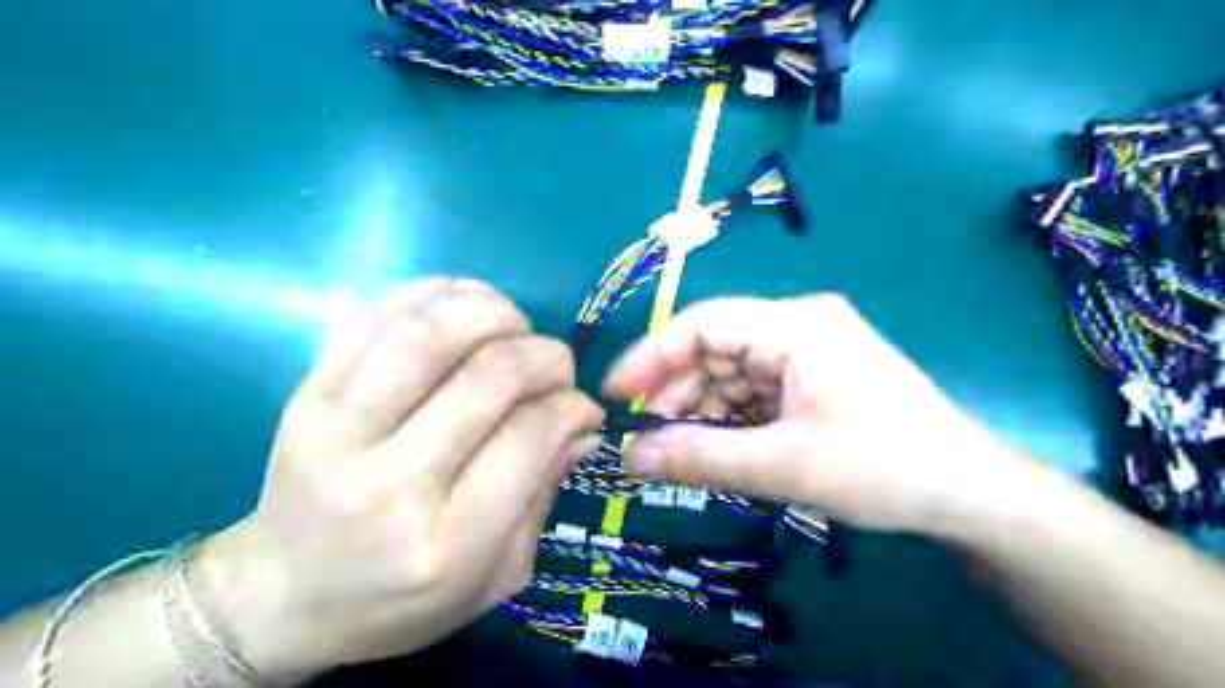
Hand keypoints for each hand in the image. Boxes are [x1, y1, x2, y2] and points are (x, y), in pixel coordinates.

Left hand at [196, 278, 605, 680]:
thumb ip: (544, 495)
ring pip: (427, 332)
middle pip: (488, 376)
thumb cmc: (401, 601)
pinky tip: (465, 306)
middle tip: (558, 363)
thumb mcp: (498, 576)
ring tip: (515, 325)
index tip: (583, 405)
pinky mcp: (305, 394)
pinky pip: (375, 317)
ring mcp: (335, 430)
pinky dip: (434, 294)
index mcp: (445, 542)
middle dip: (544, 355)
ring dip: (492, 311)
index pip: (528, 436)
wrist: (282, 594)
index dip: (570, 405)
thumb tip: (582, 423)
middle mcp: (388, 482)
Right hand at [602, 296, 1031, 537]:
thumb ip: (701, 459)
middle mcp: (798, 325)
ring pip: (730, 373)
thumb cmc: (884, 468)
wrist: (968, 494)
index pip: (704, 323)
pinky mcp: (812, 378)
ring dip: (701, 410)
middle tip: (648, 440)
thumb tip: (629, 459)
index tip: (615, 395)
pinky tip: (717, 448)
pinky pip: (753, 391)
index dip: (652, 354)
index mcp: (796, 324)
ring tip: (680, 452)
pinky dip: (729, 418)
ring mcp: (807, 351)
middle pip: (715, 348)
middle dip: (677, 392)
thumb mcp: (785, 466)